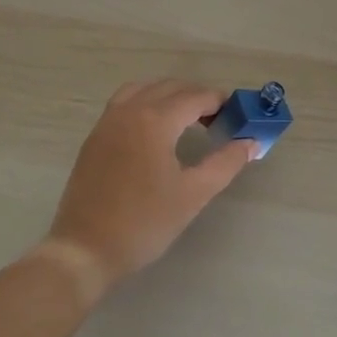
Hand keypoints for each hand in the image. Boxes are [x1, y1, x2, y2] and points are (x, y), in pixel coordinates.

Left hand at [43, 80, 257, 293]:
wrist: (85, 248)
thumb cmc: (144, 222)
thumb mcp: (193, 194)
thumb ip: (225, 163)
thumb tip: (251, 143)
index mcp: (154, 120)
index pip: (194, 97)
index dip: (219, 102)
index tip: (238, 114)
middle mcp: (128, 111)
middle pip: (169, 88)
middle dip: (197, 97)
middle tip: (218, 120)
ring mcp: (107, 122)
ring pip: (143, 90)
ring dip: (169, 96)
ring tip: (187, 120)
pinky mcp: (94, 137)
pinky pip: (124, 103)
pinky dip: (145, 103)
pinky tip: (155, 131)